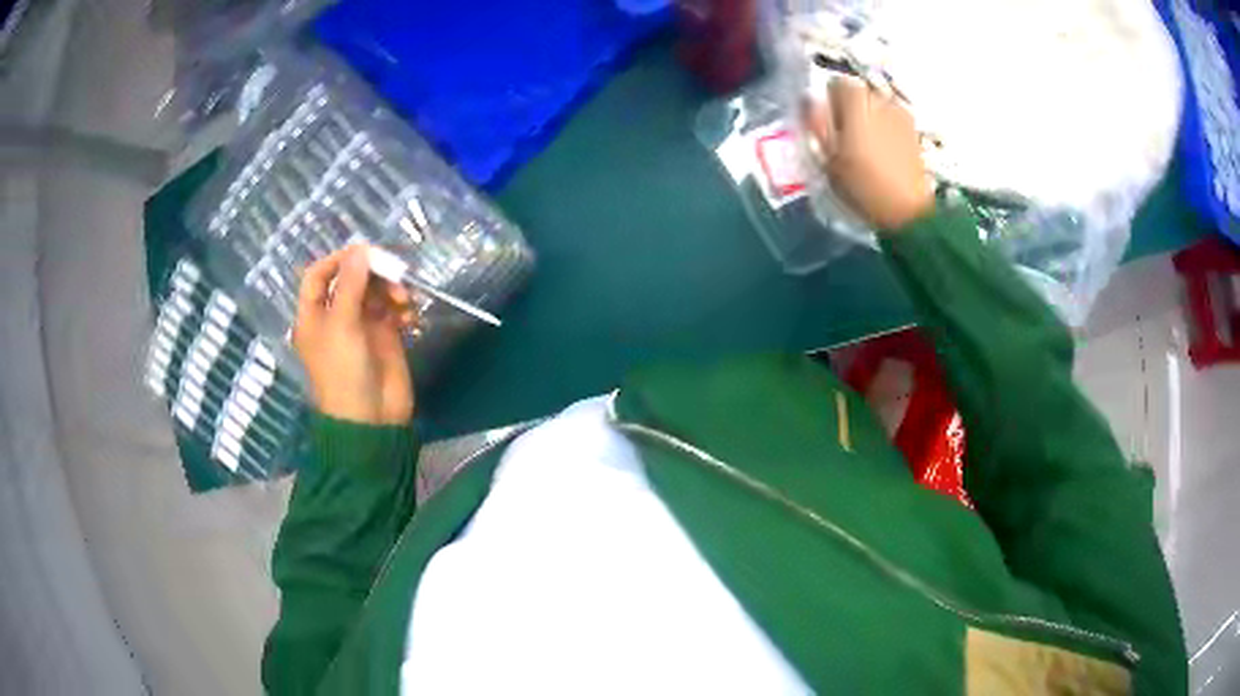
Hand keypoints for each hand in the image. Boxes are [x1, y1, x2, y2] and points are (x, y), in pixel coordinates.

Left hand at [293, 244, 416, 424]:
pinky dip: (403, 307)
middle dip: (372, 273)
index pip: (318, 275)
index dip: (337, 260)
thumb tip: (361, 249)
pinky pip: (393, 310)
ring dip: (391, 289)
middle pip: (351, 279)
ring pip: (375, 292)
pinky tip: (411, 316)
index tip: (362, 252)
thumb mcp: (342, 324)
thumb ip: (352, 284)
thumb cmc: (344, 371)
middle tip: (394, 273)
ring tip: (404, 300)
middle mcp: (336, 316)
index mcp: (314, 315)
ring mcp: (361, 326)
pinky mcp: (385, 337)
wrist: (371, 419)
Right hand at [805, 78, 934, 231]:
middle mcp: (881, 100)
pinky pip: (892, 120)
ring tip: (865, 146)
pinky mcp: (914, 132)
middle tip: (844, 136)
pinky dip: (885, 129)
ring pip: (877, 106)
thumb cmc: (864, 185)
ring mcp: (901, 115)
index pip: (837, 83)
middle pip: (859, 92)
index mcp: (857, 101)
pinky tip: (883, 153)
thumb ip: (818, 124)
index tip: (827, 124)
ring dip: (869, 118)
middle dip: (851, 108)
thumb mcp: (829, 158)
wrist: (909, 212)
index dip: (829, 101)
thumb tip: (810, 103)